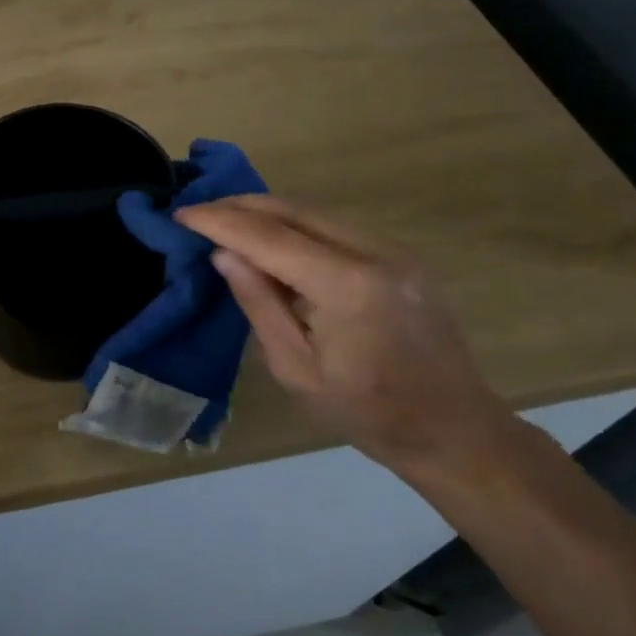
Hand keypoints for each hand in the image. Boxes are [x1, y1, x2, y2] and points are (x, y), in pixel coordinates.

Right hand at [174, 195, 510, 477]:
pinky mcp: (400, 253)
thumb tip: (224, 254)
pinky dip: (294, 224)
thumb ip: (259, 303)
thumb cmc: (367, 413)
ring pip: (314, 211)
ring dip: (266, 211)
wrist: (453, 428)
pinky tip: (270, 237)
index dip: (221, 223)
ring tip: (224, 220)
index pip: (270, 238)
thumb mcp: (296, 369)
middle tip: (198, 211)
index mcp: (347, 287)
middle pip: (293, 210)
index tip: (182, 215)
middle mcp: (374, 252)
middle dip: (240, 206)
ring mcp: (394, 248)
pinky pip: (334, 225)